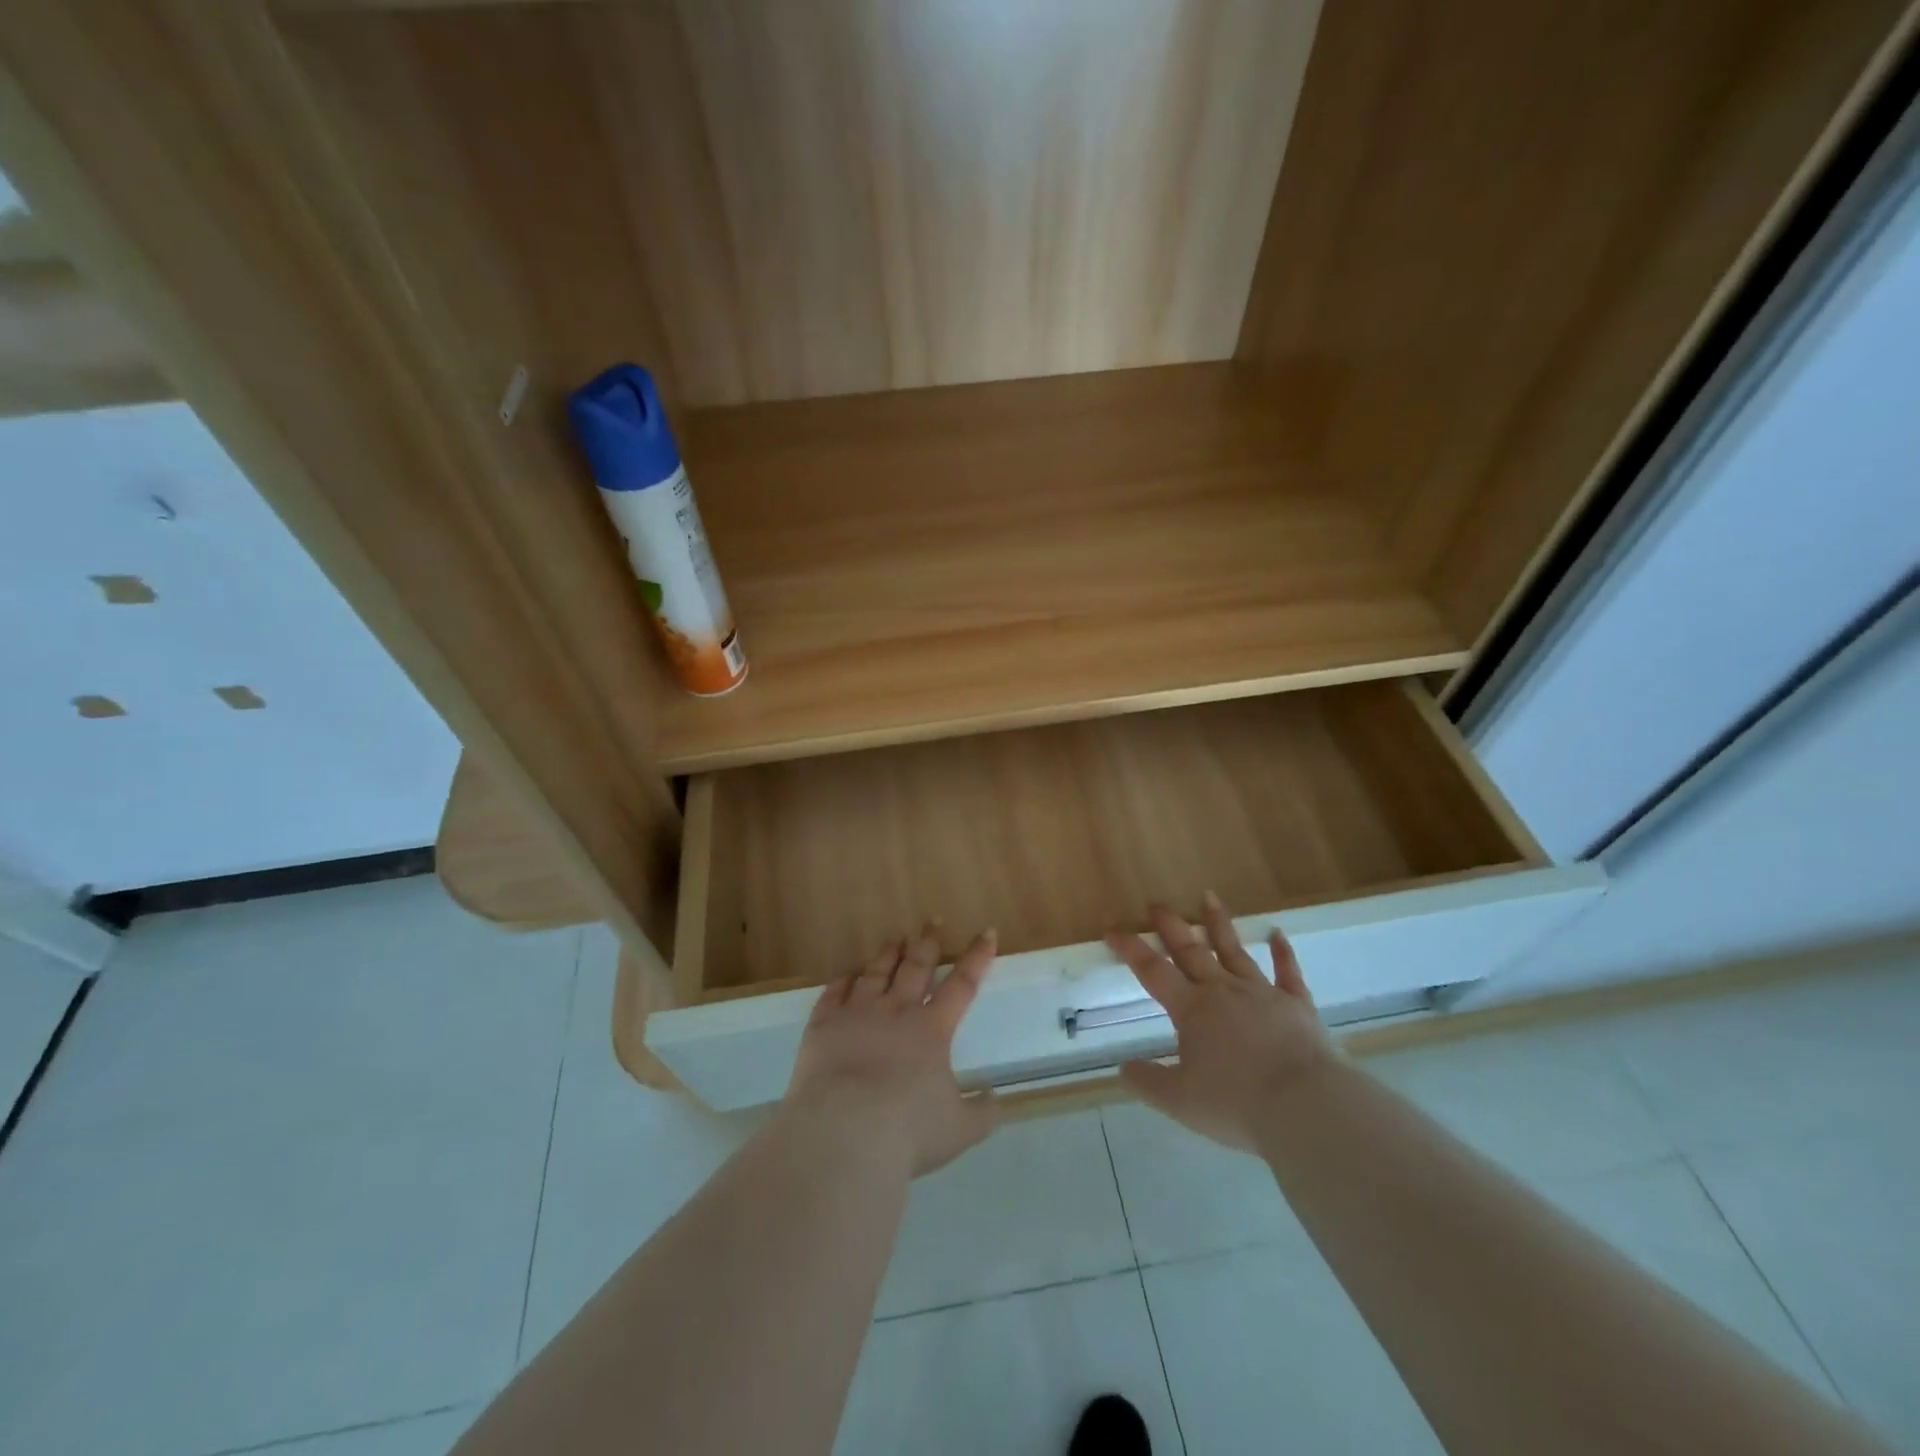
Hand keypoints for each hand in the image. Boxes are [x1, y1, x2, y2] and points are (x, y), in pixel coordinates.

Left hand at [782, 925, 999, 1176]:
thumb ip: (981, 1111)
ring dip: (888, 954)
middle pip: (916, 967)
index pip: (962, 985)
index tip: (986, 932)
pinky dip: (842, 981)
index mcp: (932, 1030)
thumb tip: (994, 1096)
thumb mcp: (959, 1130)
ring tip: (895, 938)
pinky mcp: (823, 1025)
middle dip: (927, 941)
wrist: (844, 1133)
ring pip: (876, 973)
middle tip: (932, 920)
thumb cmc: (907, 1131)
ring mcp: (857, 1014)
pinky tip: (846, 975)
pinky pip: (834, 993)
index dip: (976, 958)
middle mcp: (896, 1012)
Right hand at [1106, 895, 1335, 1150]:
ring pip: (1235, 951)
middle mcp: (1223, 990)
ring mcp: (1262, 993)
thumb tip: (1122, 1068)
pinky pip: (1288, 972)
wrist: (1305, 1105)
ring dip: (1219, 924)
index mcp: (1191, 1009)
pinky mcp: (1297, 1004)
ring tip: (1208, 896)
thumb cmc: (1236, 1103)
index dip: (1130, 948)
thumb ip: (1148, 1082)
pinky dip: (1282, 952)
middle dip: (1171, 926)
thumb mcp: (1179, 1101)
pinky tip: (1278, 934)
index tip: (1113, 929)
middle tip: (1157, 903)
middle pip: (1192, 951)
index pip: (1152, 970)